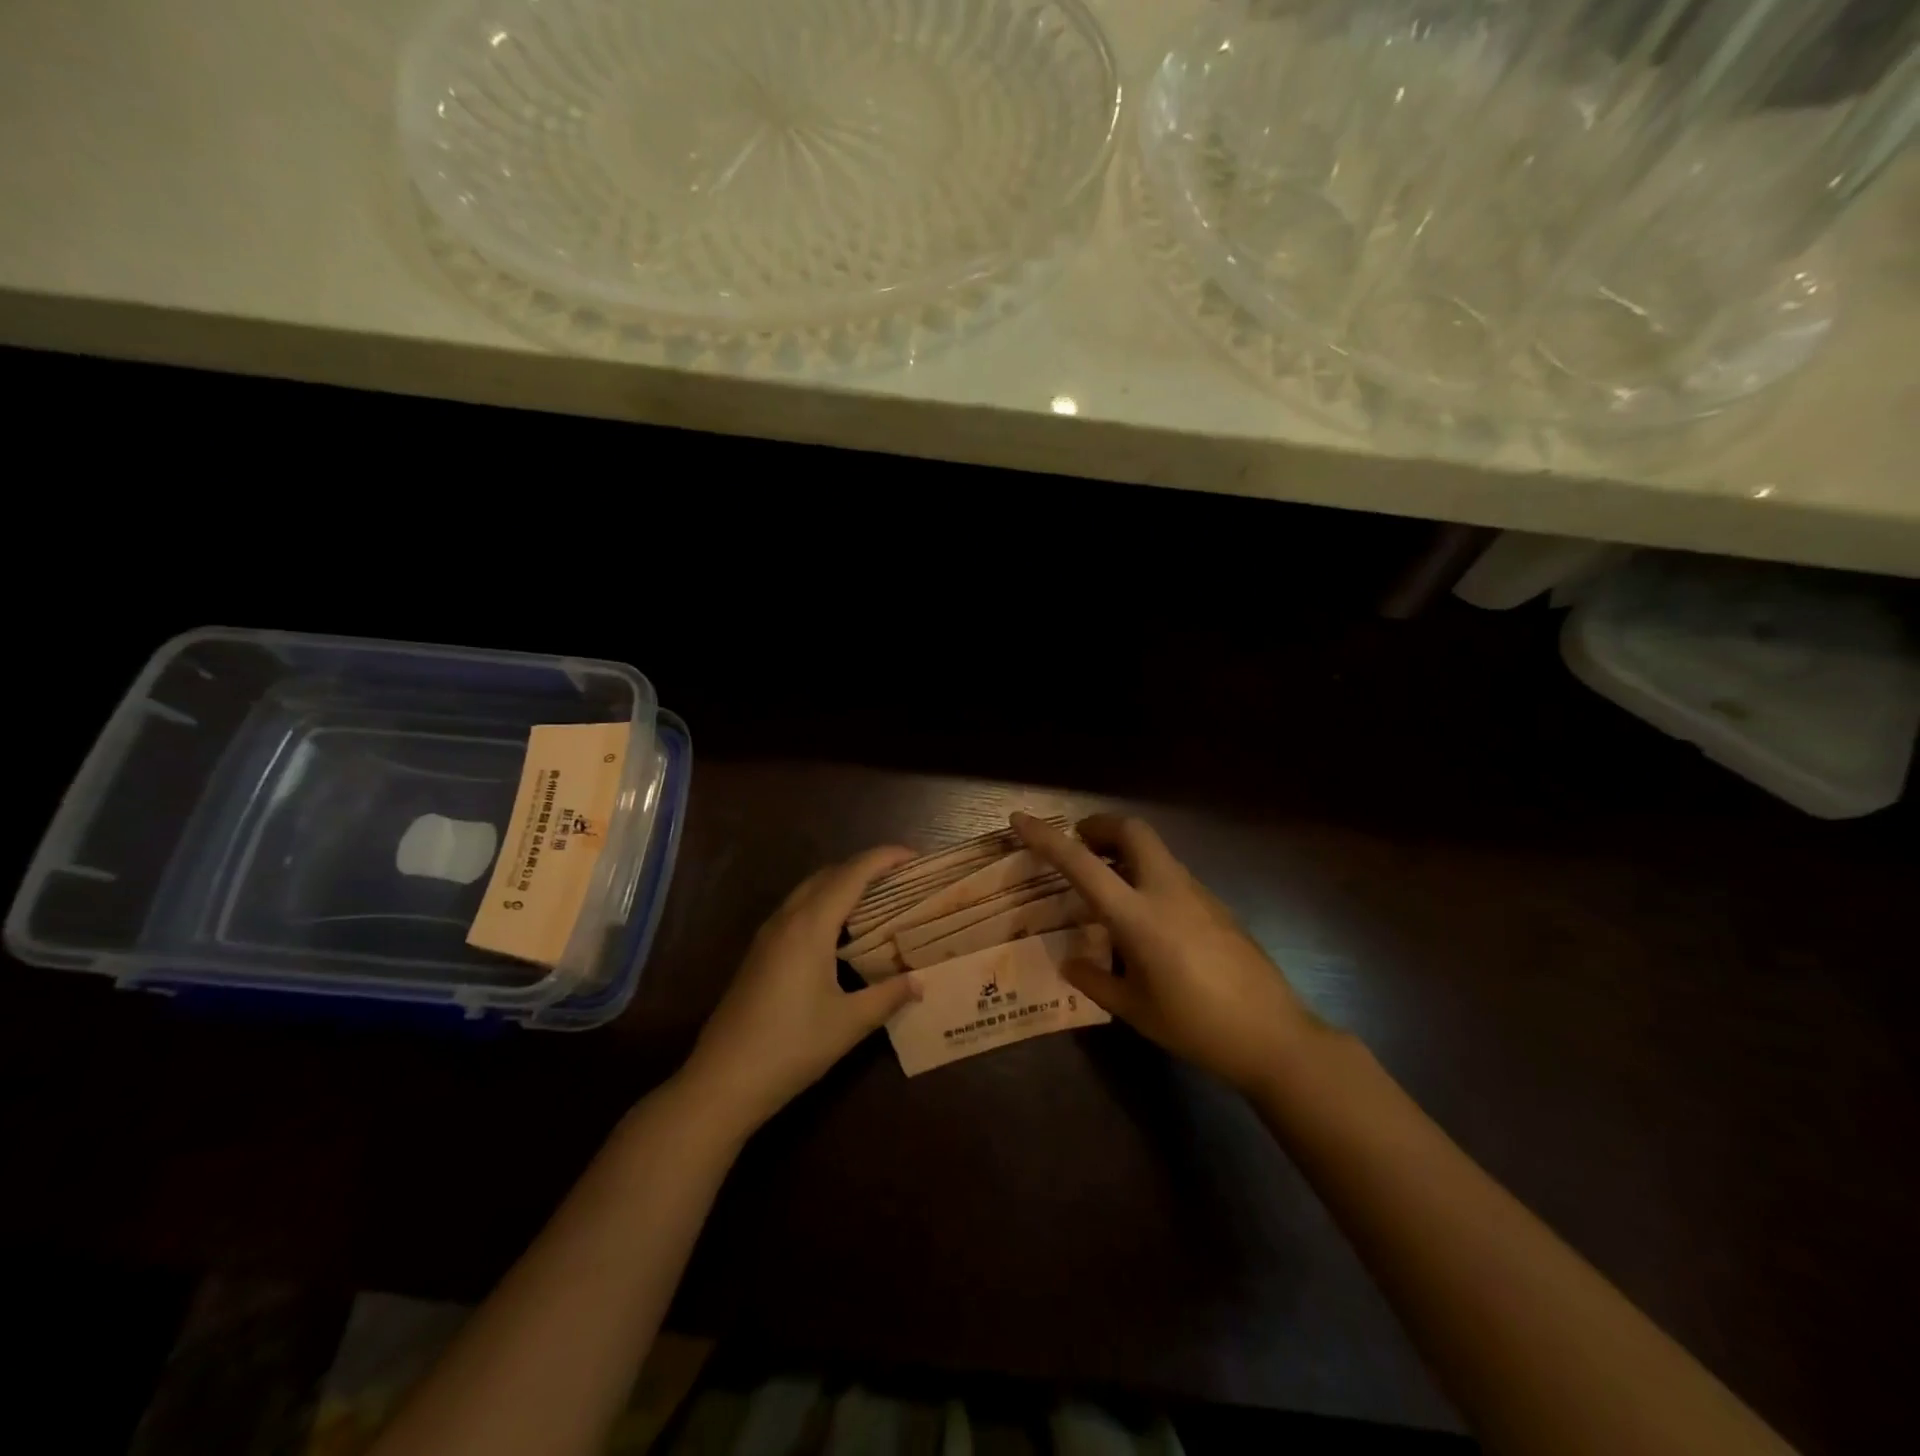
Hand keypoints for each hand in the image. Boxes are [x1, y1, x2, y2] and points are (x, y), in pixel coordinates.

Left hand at [679, 846, 923, 1133]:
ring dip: (842, 884)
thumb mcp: (849, 1023)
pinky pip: (797, 910)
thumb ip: (888, 996)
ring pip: (809, 890)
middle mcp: (787, 919)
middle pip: (829, 874)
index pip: (852, 874)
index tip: (914, 856)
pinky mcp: (759, 953)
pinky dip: (825, 904)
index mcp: (810, 926)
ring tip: (877, 900)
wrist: (723, 1080)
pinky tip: (841, 932)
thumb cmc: (791, 1046)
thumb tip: (919, 981)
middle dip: (865, 867)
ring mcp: (768, 935)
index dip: (884, 858)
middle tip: (900, 879)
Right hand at [1011, 811, 1325, 1095]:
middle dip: (1100, 826)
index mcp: (1138, 916)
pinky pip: (1171, 873)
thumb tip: (1070, 962)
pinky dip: (1146, 872)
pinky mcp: (1215, 904)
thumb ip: (1095, 981)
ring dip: (1124, 850)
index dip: (1047, 838)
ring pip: (1154, 849)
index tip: (1021, 819)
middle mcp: (1167, 891)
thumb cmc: (1196, 1026)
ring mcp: (1197, 894)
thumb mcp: (1135, 1010)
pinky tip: (1143, 915)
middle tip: (1080, 846)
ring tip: (1105, 883)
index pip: (1082, 864)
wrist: (1274, 1036)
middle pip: (1132, 830)